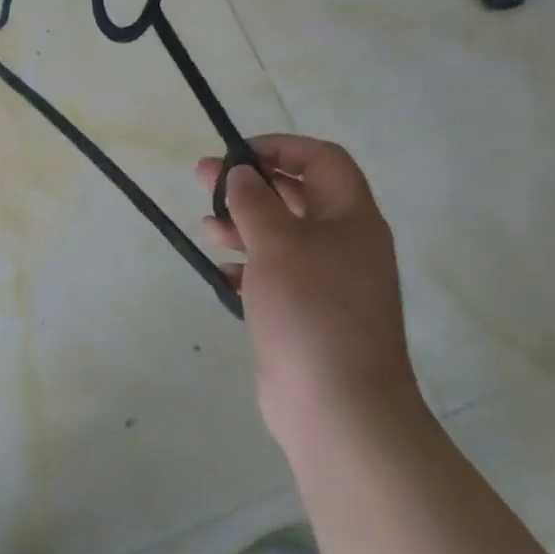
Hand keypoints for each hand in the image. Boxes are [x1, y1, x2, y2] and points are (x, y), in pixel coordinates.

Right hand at [197, 136, 421, 460]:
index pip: (321, 159)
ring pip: (282, 236)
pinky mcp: (308, 313)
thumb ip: (253, 202)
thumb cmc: (310, 310)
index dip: (280, 147)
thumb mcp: (276, 244)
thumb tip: (240, 174)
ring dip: (243, 225)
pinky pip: (276, 275)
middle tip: (203, 179)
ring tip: (206, 226)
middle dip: (250, 184)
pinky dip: (248, 266)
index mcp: (351, 218)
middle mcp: (345, 243)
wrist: (338, 406)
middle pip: (296, 195)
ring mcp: (328, 281)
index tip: (236, 155)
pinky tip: (222, 271)